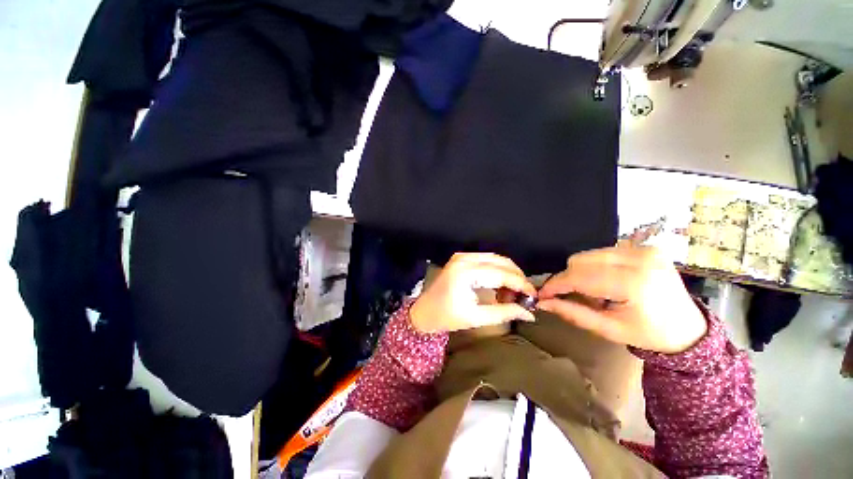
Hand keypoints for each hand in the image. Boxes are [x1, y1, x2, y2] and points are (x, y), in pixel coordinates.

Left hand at [410, 253, 536, 333]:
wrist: (423, 311)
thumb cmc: (446, 317)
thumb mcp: (476, 318)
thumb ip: (504, 312)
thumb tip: (529, 312)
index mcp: (466, 272)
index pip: (502, 274)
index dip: (521, 284)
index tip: (534, 296)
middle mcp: (465, 258)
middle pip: (501, 261)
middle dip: (516, 278)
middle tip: (523, 297)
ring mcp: (462, 256)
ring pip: (496, 259)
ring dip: (508, 274)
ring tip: (510, 294)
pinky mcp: (461, 258)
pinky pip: (486, 260)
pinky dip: (497, 271)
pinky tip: (499, 286)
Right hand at [537, 244, 706, 353]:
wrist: (689, 328)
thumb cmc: (649, 334)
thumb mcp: (609, 330)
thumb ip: (573, 313)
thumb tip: (543, 302)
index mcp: (634, 283)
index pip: (580, 277)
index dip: (556, 284)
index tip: (542, 294)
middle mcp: (639, 259)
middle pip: (580, 260)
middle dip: (569, 279)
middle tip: (574, 297)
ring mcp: (643, 250)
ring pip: (589, 254)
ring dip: (582, 273)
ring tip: (594, 292)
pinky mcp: (644, 247)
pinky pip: (602, 252)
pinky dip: (595, 267)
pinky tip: (605, 282)